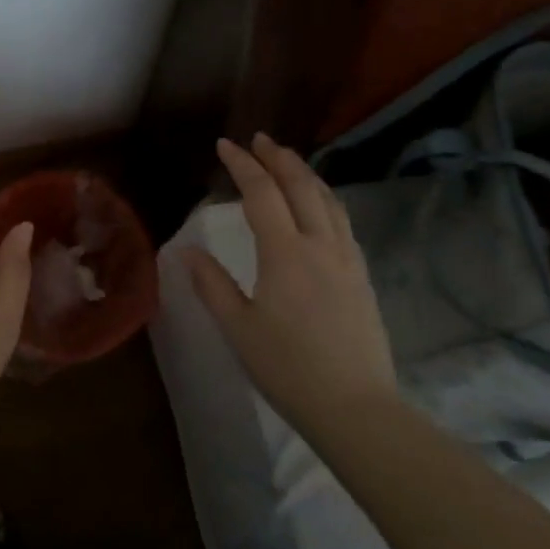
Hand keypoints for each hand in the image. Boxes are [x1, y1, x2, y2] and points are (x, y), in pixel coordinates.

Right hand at [181, 133, 397, 432]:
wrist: (357, 409)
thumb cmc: (288, 369)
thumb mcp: (238, 328)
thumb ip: (212, 284)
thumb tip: (187, 251)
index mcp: (286, 253)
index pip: (262, 193)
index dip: (242, 165)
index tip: (225, 145)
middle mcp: (321, 245)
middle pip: (301, 186)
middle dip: (278, 158)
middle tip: (259, 139)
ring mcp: (347, 259)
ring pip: (329, 200)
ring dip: (306, 173)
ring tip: (288, 162)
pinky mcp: (362, 277)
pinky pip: (343, 221)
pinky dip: (325, 198)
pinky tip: (319, 206)